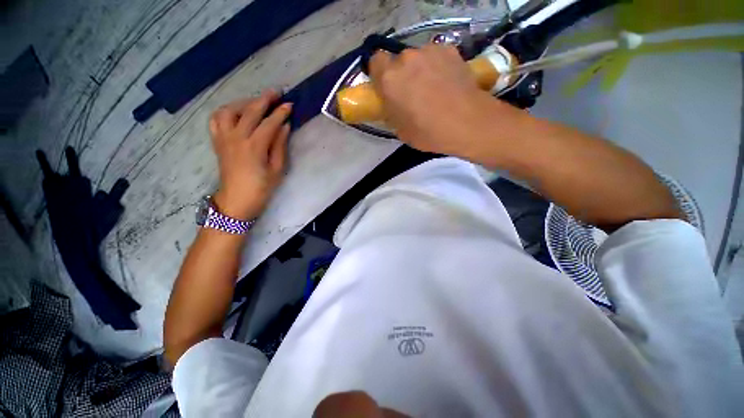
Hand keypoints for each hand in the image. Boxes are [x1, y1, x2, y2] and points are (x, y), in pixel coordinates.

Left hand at [209, 90, 291, 219]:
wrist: (237, 200)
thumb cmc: (261, 188)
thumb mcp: (277, 169)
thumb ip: (280, 145)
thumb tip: (285, 126)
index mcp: (254, 147)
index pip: (269, 123)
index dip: (280, 112)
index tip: (290, 104)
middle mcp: (236, 138)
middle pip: (250, 111)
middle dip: (264, 99)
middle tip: (277, 92)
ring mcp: (224, 138)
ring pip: (229, 110)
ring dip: (244, 102)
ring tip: (256, 102)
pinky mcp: (217, 141)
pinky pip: (216, 119)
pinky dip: (226, 111)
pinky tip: (236, 112)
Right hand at [369, 45, 505, 158]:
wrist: (467, 123)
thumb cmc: (428, 132)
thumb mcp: (400, 131)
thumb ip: (391, 112)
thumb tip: (392, 105)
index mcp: (389, 79)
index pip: (375, 61)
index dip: (380, 74)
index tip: (386, 86)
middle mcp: (406, 59)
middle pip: (398, 61)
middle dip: (402, 74)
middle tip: (411, 92)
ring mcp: (429, 51)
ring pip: (417, 57)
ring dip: (420, 69)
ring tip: (433, 88)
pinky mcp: (449, 50)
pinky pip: (436, 56)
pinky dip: (437, 66)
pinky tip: (446, 82)